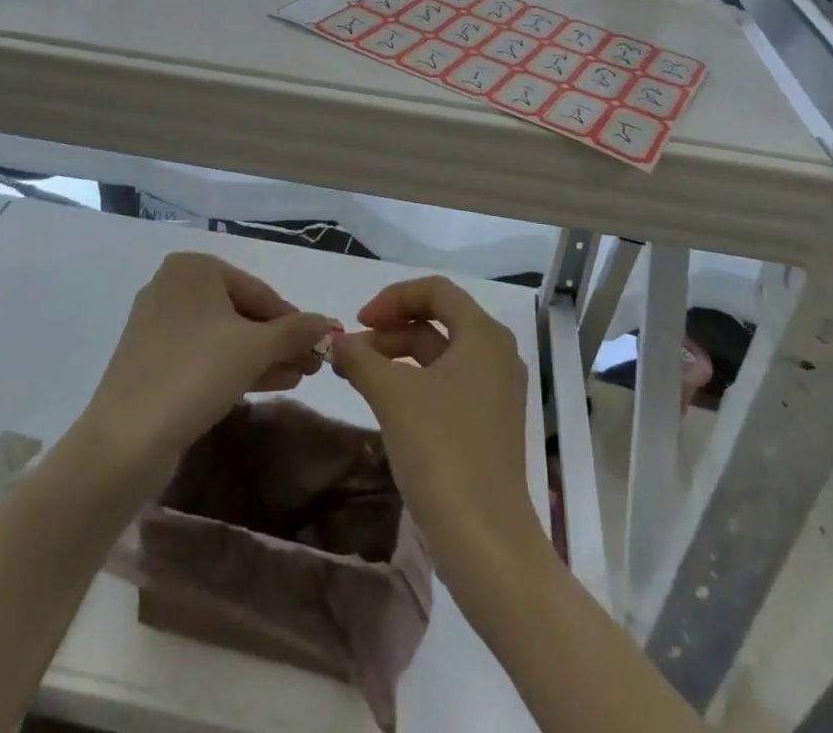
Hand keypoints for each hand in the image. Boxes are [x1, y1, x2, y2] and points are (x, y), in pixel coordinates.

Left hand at [85, 252, 337, 478]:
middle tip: (312, 366)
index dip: (293, 320)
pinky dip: (234, 367)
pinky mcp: (151, 360)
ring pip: (224, 336)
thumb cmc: (195, 373)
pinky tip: (267, 384)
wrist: (125, 440)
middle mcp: (173, 287)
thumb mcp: (255, 348)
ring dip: (263, 356)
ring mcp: (158, 324)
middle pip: (242, 312)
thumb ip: (295, 331)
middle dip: (279, 341)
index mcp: (194, 268)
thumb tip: (329, 322)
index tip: (321, 346)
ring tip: (298, 378)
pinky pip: (203, 355)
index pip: (259, 291)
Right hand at [330, 277, 540, 569]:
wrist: (485, 540)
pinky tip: (386, 402)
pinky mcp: (489, 423)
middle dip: (391, 328)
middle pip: (438, 320)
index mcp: (484, 335)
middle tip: (353, 352)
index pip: (436, 290)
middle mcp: (496, 354)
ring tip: (359, 376)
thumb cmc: (442, 450)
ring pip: (440, 354)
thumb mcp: (393, 395)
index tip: (359, 321)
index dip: (393, 297)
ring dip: (398, 355)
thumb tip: (336, 342)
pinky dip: (415, 382)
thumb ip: (361, 358)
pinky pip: (448, 383)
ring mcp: (496, 391)